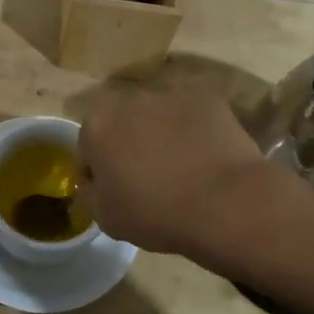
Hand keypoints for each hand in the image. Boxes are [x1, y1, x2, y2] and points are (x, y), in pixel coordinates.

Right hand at [76, 88, 267, 255]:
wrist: (225, 204)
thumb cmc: (156, 214)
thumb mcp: (105, 218)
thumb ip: (88, 192)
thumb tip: (93, 180)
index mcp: (97, 125)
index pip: (88, 149)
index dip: (99, 173)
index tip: (117, 193)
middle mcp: (129, 99)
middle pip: (122, 124)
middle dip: (130, 145)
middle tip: (148, 180)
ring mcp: (171, 94)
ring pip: (158, 117)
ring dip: (162, 135)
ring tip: (182, 169)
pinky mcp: (207, 98)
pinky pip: (192, 116)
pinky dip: (195, 131)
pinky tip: (206, 158)